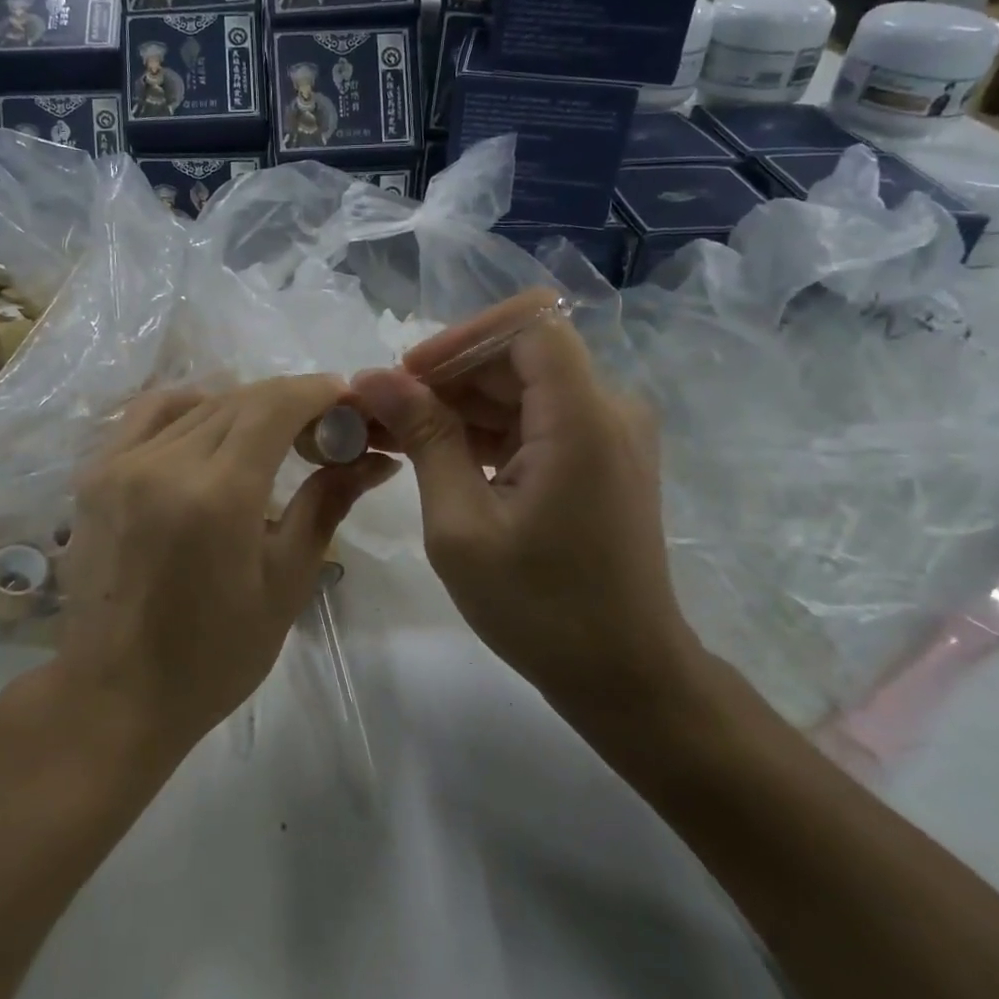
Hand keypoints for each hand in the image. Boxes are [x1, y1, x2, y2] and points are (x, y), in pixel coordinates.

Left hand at [54, 376, 397, 755]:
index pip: (274, 406)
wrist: (116, 695)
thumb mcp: (285, 583)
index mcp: (218, 494)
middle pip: (238, 399)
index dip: (316, 391)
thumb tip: (374, 459)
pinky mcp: (94, 474)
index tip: (346, 399)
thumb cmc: (214, 655)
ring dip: (243, 405)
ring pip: (197, 404)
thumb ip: (326, 505)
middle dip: (288, 400)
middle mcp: (165, 463)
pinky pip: (148, 414)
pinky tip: (210, 427)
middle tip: (321, 427)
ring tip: (272, 432)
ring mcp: (121, 464)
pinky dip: (189, 408)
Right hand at [352, 293, 702, 715]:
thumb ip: (424, 438)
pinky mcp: (599, 455)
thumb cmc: (540, 608)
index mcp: (582, 418)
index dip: (461, 338)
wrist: (624, 675)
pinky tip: (436, 456)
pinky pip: (535, 418)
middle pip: (517, 355)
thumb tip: (374, 378)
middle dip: (447, 375)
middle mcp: (607, 409)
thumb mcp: (462, 524)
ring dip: (458, 404)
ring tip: (395, 435)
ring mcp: (607, 432)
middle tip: (383, 412)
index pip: (527, 324)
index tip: (410, 378)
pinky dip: (485, 429)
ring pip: (521, 385)